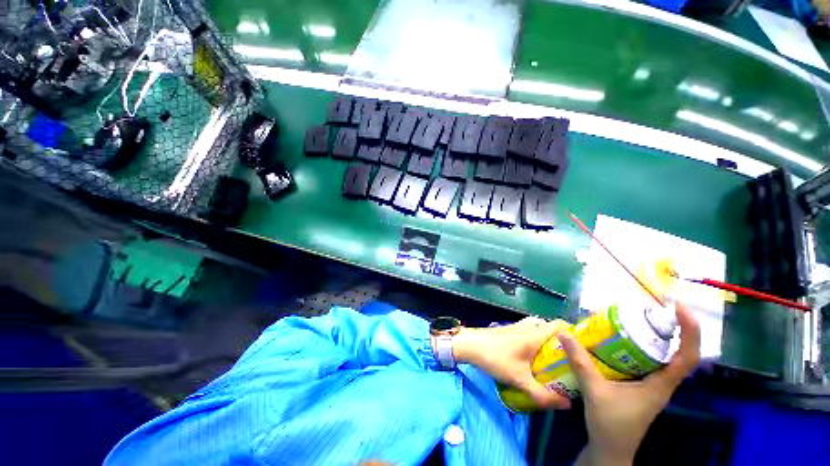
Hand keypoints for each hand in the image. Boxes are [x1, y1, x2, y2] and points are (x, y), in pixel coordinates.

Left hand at [450, 317, 571, 409]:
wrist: (470, 345)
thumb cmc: (495, 358)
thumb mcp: (519, 380)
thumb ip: (543, 395)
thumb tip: (567, 404)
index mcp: (534, 334)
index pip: (558, 324)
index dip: (572, 332)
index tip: (581, 348)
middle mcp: (526, 326)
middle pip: (548, 326)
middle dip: (559, 339)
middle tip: (566, 357)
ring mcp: (515, 326)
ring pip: (536, 327)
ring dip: (544, 338)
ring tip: (549, 357)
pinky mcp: (507, 329)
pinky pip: (526, 330)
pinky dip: (533, 338)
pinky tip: (530, 355)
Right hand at [561, 303, 700, 465]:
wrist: (610, 449)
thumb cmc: (610, 425)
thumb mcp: (594, 391)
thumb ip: (580, 362)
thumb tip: (563, 332)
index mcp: (660, 385)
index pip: (687, 357)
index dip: (689, 332)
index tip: (678, 308)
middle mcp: (661, 382)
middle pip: (677, 351)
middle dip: (669, 328)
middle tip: (647, 309)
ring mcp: (651, 385)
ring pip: (660, 356)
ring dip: (652, 337)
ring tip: (632, 320)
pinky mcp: (640, 386)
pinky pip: (644, 362)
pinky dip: (637, 348)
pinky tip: (617, 342)